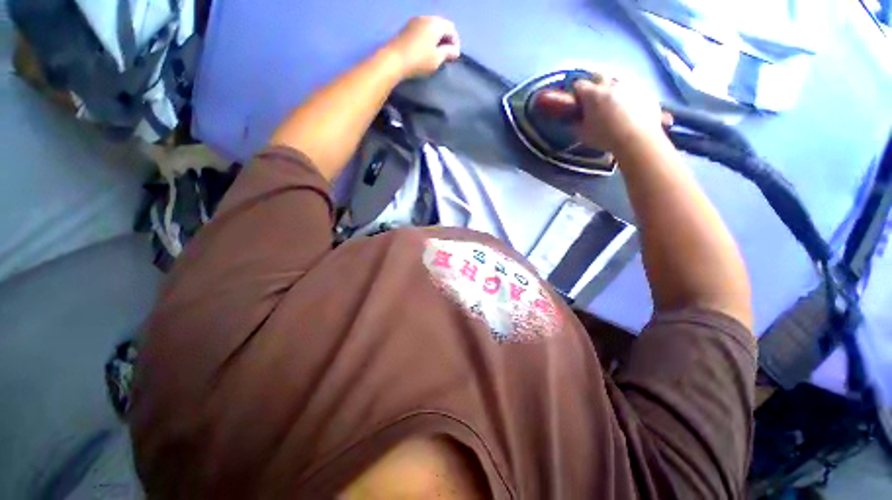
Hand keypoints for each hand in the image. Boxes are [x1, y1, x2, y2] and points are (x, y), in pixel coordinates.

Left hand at [385, 16, 460, 78]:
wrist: (393, 60)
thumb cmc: (419, 61)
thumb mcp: (437, 59)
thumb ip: (448, 53)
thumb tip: (455, 51)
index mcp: (436, 24)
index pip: (451, 29)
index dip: (455, 42)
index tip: (454, 57)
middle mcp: (426, 18)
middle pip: (441, 26)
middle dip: (446, 39)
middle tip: (446, 55)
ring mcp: (415, 22)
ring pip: (431, 28)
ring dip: (436, 39)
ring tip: (436, 54)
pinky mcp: (406, 28)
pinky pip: (422, 30)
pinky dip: (427, 38)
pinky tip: (425, 51)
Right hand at [534, 72, 666, 152]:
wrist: (638, 139)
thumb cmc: (606, 138)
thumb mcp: (583, 135)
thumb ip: (575, 124)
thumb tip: (570, 119)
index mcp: (593, 94)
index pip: (579, 85)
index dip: (576, 91)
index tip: (575, 100)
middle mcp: (611, 84)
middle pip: (599, 75)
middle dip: (595, 83)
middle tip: (594, 98)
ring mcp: (630, 85)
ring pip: (618, 80)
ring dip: (613, 89)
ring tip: (613, 103)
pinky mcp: (646, 90)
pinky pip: (634, 88)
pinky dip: (629, 95)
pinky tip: (629, 108)